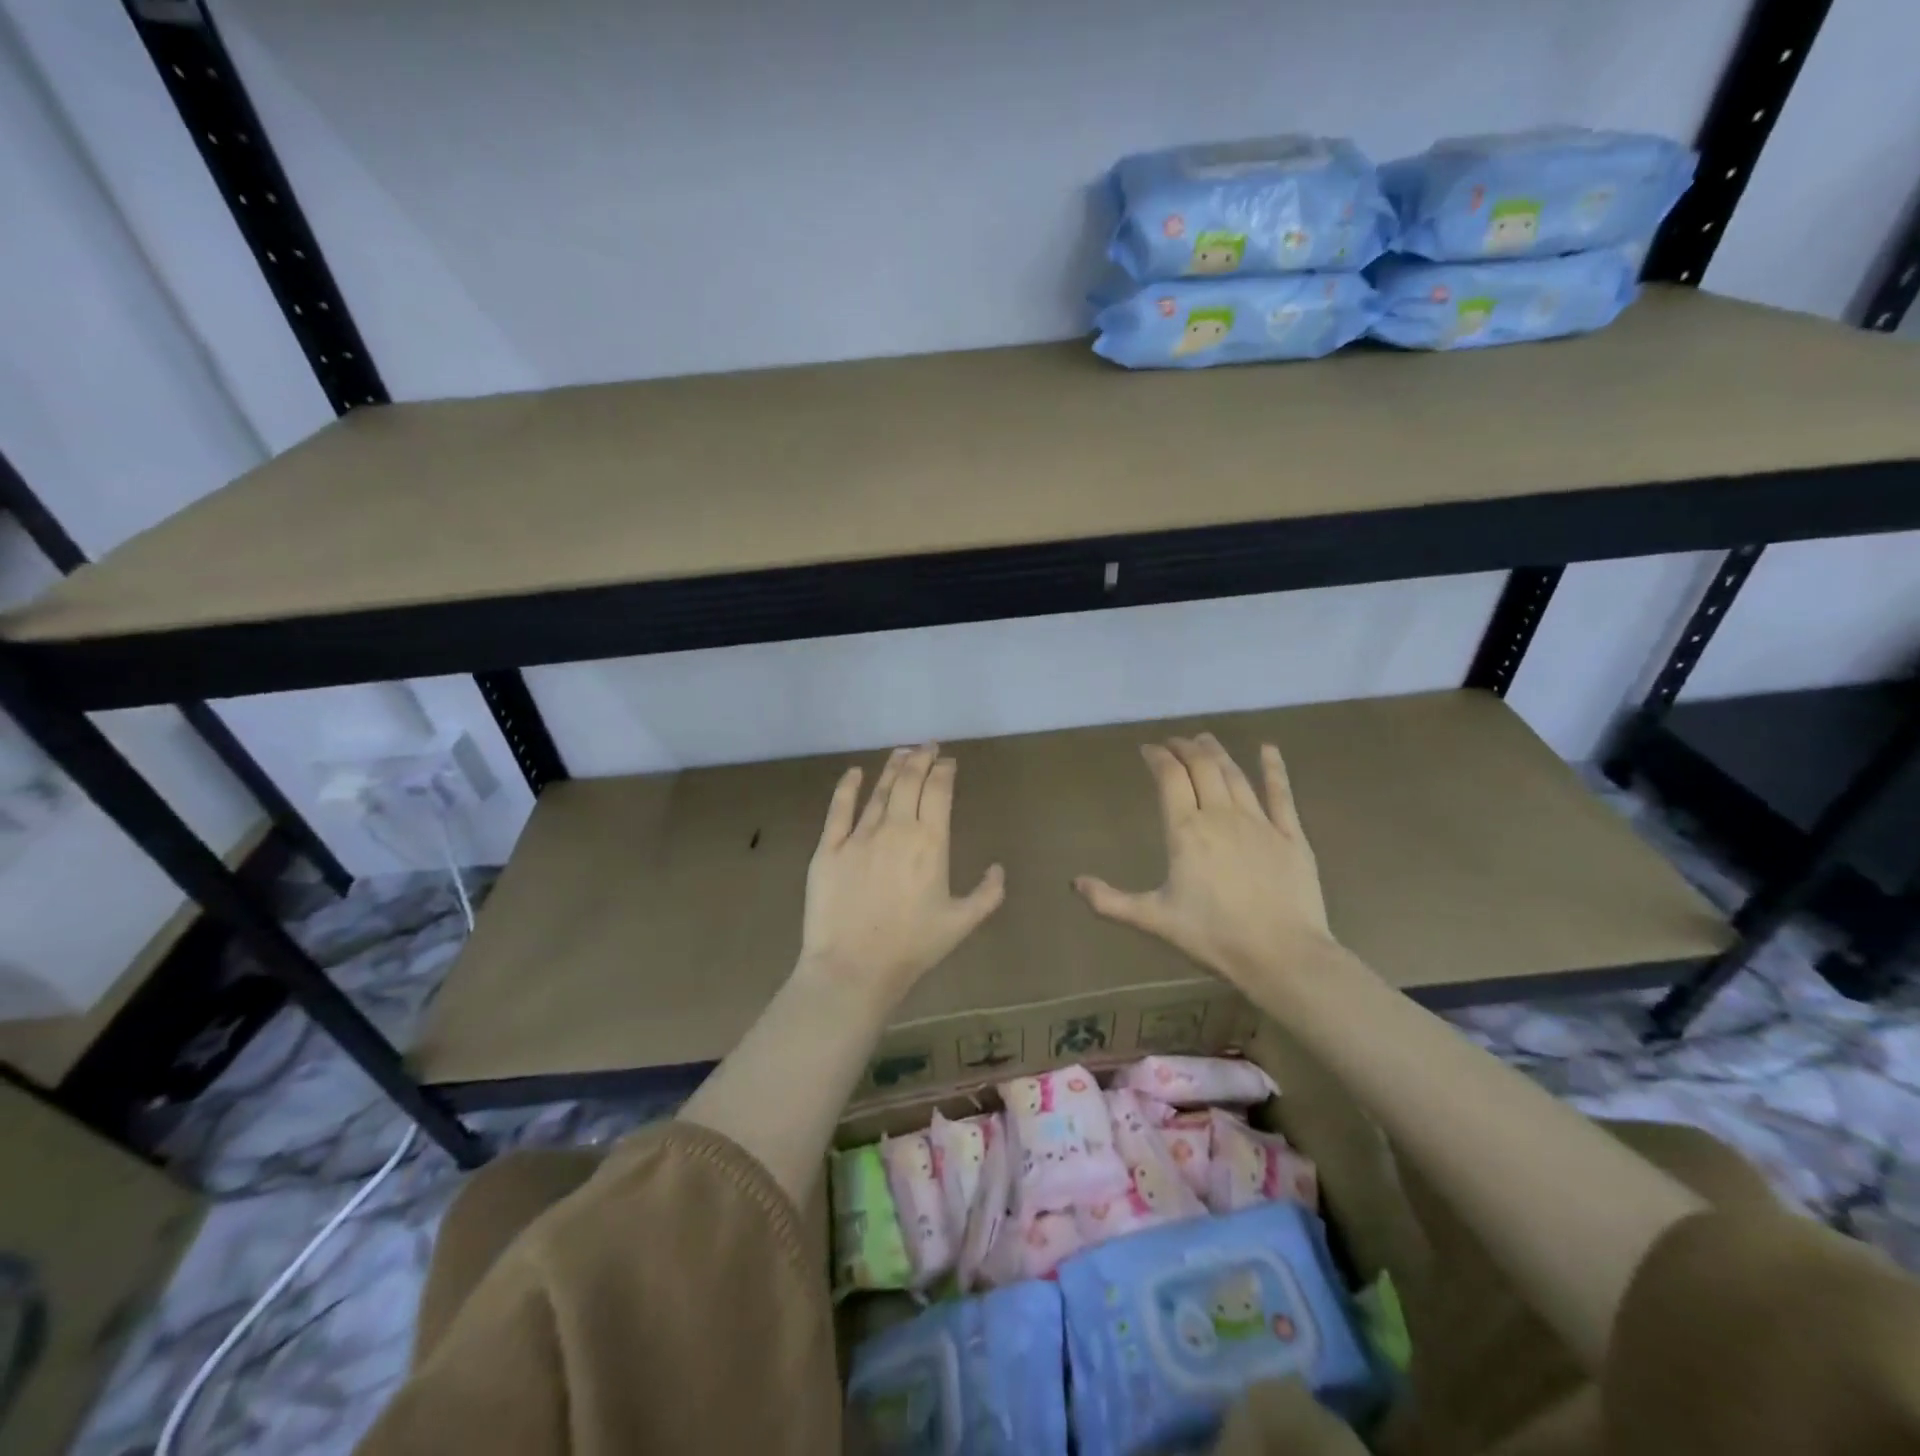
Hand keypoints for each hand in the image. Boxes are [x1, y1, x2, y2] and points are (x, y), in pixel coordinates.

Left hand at [796, 744, 1004, 1008]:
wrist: (854, 968)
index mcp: (931, 843)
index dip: (944, 771)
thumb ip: (987, 894)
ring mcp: (860, 836)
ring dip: (892, 768)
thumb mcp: (961, 924)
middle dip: (921, 758)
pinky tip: (855, 772)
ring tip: (901, 752)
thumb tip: (998, 868)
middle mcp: (897, 829)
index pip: (939, 792)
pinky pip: (838, 809)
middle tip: (927, 746)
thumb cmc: (912, 947)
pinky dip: (847, 787)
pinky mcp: (829, 848)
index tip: (947, 761)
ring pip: (879, 791)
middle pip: (910, 781)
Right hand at [1074, 733, 1339, 991]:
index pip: (1169, 777)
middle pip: (1202, 766)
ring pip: (1234, 774)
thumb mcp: (1154, 920)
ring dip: (1217, 752)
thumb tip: (1074, 883)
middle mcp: (1220, 815)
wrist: (1282, 955)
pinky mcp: (1290, 835)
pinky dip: (1273, 768)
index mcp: (1186, 831)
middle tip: (1175, 741)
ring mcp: (1259, 822)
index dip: (1158, 757)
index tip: (1148, 749)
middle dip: (1185, 748)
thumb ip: (1110, 901)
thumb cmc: (1213, 936)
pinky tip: (1268, 748)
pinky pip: (1280, 793)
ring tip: (1205, 739)